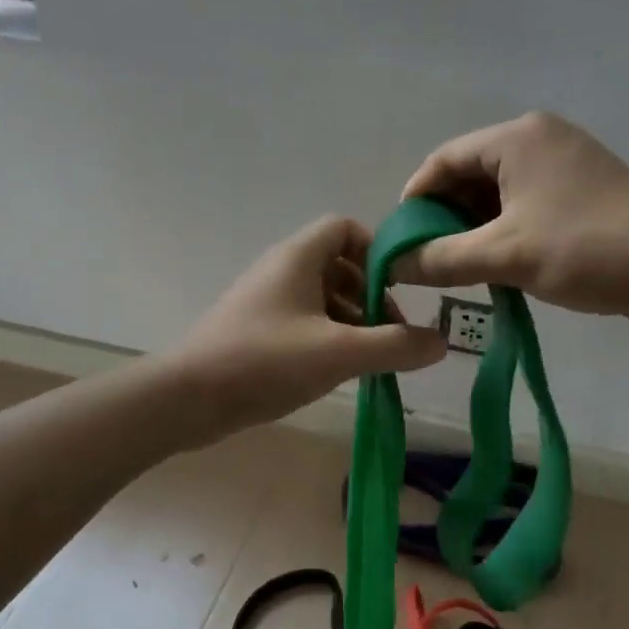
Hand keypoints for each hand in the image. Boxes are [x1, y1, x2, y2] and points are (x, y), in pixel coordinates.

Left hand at [170, 215, 446, 440]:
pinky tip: (337, 372)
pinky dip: (327, 338)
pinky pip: (303, 322)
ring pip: (322, 298)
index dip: (376, 251)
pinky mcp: (256, 331)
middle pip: (339, 266)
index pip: (346, 229)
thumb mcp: (340, 353)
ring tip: (370, 360)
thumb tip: (441, 342)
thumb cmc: (265, 361)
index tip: (397, 288)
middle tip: (390, 334)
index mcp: (299, 257)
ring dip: (351, 322)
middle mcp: (281, 270)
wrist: (187, 398)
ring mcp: (266, 301)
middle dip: (370, 296)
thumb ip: (395, 346)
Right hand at [397, 112, 628, 327]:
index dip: (415, 199)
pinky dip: (506, 228)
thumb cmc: (584, 250)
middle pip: (471, 173)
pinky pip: (528, 201)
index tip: (401, 240)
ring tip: (461, 266)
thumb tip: (392, 265)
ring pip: (500, 191)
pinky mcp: (586, 188)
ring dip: (476, 226)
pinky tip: (499, 263)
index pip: (444, 160)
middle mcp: (541, 138)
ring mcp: (567, 162)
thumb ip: (440, 258)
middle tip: (429, 258)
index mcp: (518, 138)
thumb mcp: (504, 256)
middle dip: (446, 216)